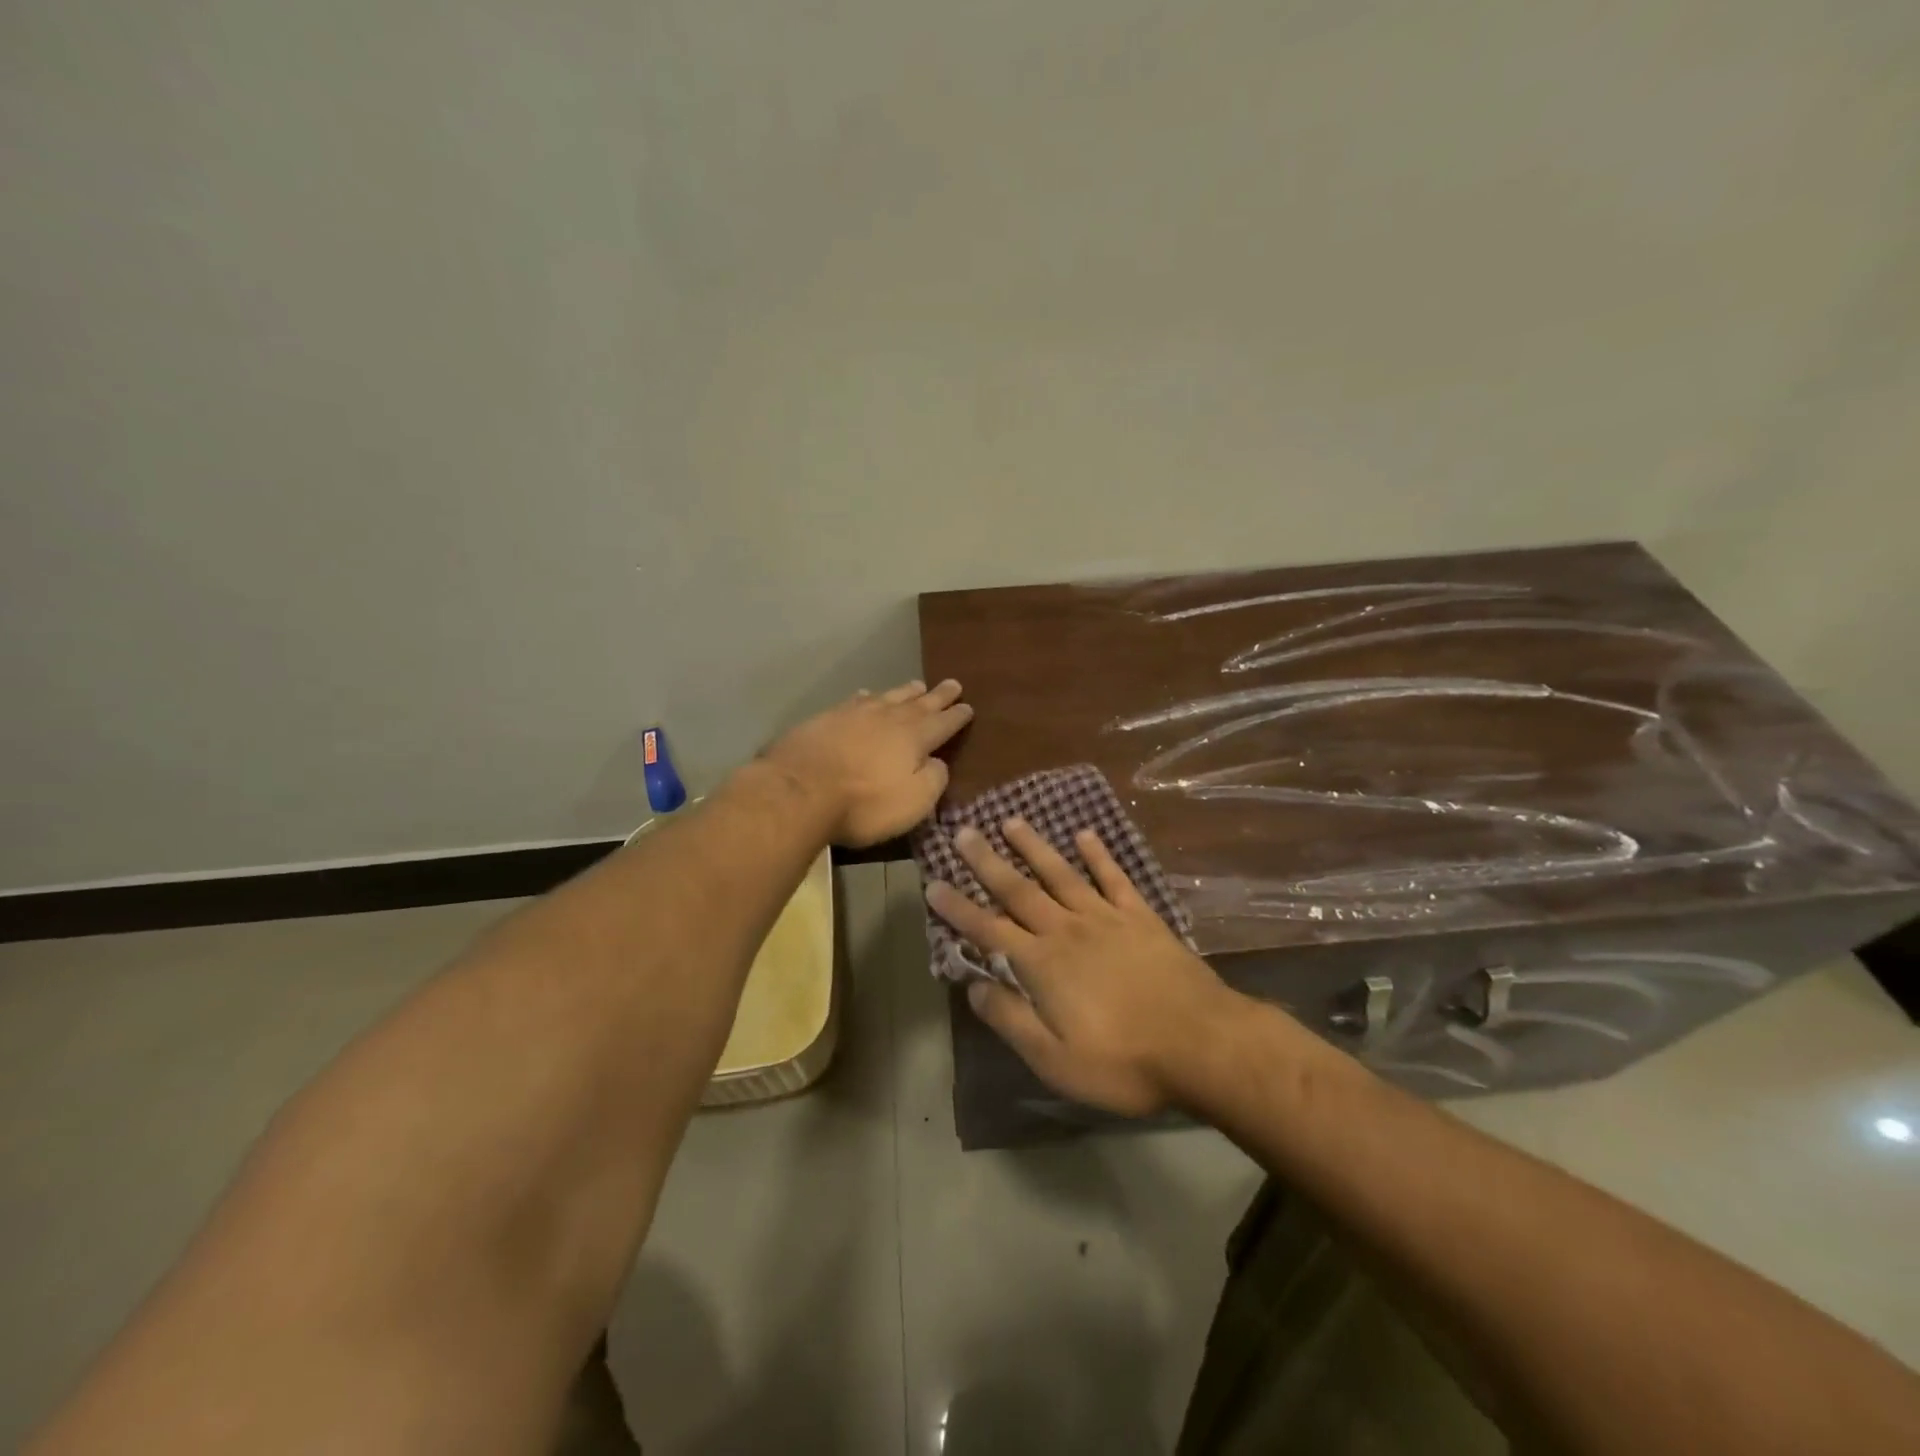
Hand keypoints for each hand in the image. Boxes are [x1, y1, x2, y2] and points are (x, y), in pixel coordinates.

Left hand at [763, 680, 971, 846]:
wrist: (800, 790)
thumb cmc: (864, 803)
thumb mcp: (914, 802)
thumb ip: (934, 779)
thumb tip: (937, 762)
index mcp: (914, 737)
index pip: (943, 723)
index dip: (957, 716)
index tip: (969, 707)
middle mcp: (888, 718)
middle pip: (919, 703)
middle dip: (938, 695)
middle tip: (953, 684)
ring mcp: (855, 714)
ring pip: (888, 696)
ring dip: (906, 691)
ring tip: (918, 685)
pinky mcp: (826, 718)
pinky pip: (856, 700)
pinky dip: (868, 696)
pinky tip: (866, 695)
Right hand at [925, 818, 1245, 1117]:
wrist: (1201, 1044)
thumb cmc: (1123, 1060)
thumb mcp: (1055, 1059)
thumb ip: (1011, 1019)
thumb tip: (973, 987)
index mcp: (1042, 964)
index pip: (988, 929)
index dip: (958, 909)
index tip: (933, 884)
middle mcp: (1067, 930)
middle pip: (1019, 890)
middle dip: (987, 862)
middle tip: (964, 832)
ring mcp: (1106, 918)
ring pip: (1061, 874)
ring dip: (1034, 847)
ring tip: (1012, 821)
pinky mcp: (1141, 917)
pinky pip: (1114, 878)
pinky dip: (1098, 855)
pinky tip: (1085, 835)